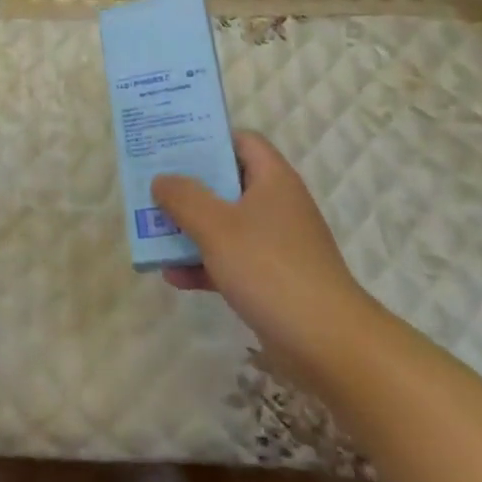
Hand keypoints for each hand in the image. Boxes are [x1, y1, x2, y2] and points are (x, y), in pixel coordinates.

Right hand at [152, 132, 373, 390]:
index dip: (209, 139)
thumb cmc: (270, 268)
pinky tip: (173, 277)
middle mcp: (277, 204)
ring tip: (153, 232)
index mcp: (273, 179)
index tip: (173, 146)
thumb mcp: (217, 227)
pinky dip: (205, 264)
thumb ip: (184, 198)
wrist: (328, 342)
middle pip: (229, 182)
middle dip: (190, 187)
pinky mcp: (274, 279)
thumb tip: (162, 179)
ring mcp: (277, 244)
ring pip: (227, 224)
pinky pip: (232, 260)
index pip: (242, 140)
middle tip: (154, 188)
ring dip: (192, 228)